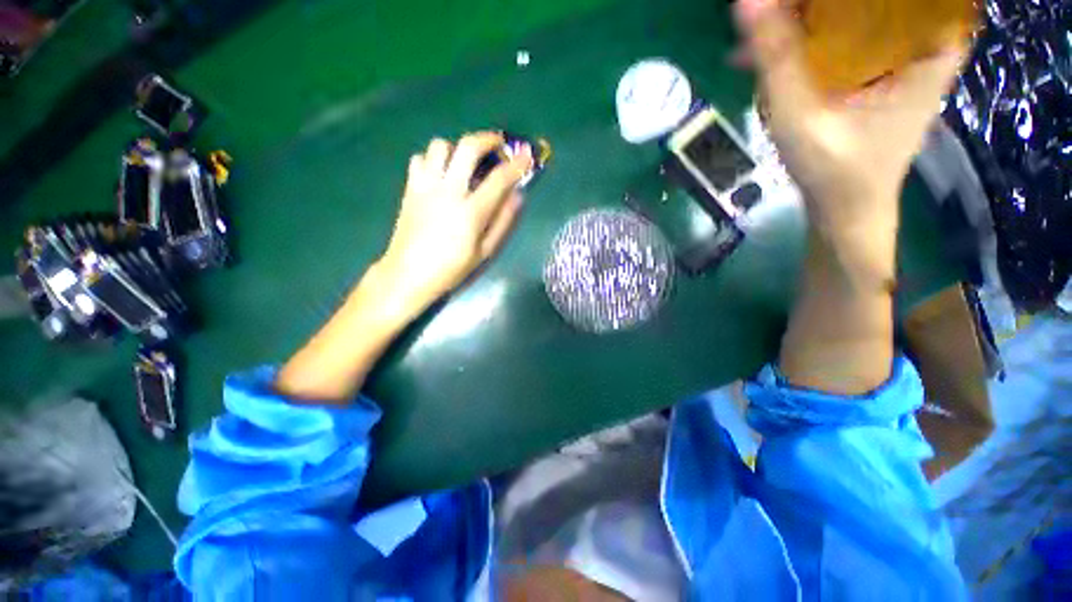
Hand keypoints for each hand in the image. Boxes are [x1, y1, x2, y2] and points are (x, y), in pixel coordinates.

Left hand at [376, 132, 532, 315]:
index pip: (499, 179)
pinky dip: (433, 159)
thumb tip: (517, 196)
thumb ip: (502, 222)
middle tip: (498, 143)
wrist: (407, 275)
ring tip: (466, 161)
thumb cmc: (451, 268)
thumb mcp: (484, 252)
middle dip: (488, 139)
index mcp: (470, 212)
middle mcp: (448, 191)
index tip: (527, 155)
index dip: (517, 164)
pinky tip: (440, 174)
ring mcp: (425, 187)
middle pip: (467, 147)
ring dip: (458, 148)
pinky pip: (420, 159)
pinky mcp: (410, 189)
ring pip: (440, 146)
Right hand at [734, 0, 966, 238]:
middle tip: (771, 12)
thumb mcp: (802, 117)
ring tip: (760, 29)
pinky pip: (845, 31)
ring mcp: (901, 51)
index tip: (793, 5)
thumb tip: (746, 2)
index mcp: (929, 41)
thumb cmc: (836, 172)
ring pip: (855, 9)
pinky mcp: (878, 65)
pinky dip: (806, 34)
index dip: (830, 0)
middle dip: (809, 4)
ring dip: (803, 15)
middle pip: (871, 0)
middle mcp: (924, 37)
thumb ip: (777, 59)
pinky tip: (767, 49)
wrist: (848, 209)